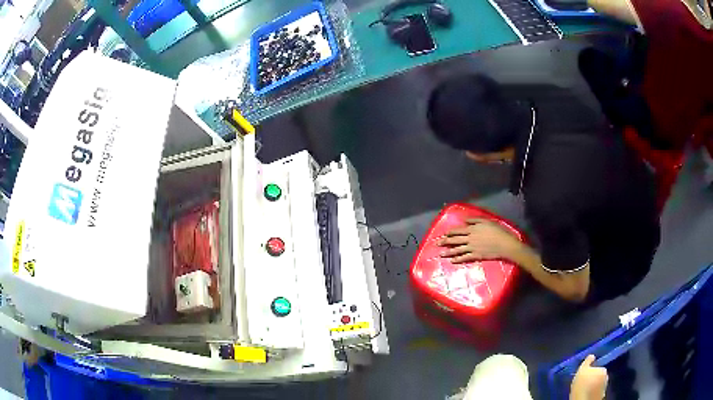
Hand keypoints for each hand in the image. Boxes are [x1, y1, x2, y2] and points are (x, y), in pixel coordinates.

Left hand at [438, 218, 522, 263]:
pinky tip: (452, 261)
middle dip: (445, 242)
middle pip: (455, 240)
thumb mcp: (486, 221)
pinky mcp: (476, 256)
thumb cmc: (498, 231)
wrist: (505, 244)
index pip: (458, 230)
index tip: (444, 234)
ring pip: (458, 250)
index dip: (450, 232)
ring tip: (441, 254)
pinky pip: (465, 258)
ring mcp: (472, 248)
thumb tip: (465, 221)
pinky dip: (458, 259)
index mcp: (472, 229)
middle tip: (437, 244)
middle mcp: (470, 239)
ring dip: (448, 252)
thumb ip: (475, 220)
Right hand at [570, 355, 607, 399]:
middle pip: (599, 376)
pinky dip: (593, 392)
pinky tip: (587, 394)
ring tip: (585, 389)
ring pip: (598, 385)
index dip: (592, 372)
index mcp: (603, 370)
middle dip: (594, 378)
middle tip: (585, 383)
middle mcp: (606, 378)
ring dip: (594, 386)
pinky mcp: (601, 395)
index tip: (585, 376)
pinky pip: (597, 392)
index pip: (599, 368)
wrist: (582, 399)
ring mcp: (604, 388)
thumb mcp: (582, 370)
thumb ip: (587, 361)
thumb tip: (592, 356)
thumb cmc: (582, 383)